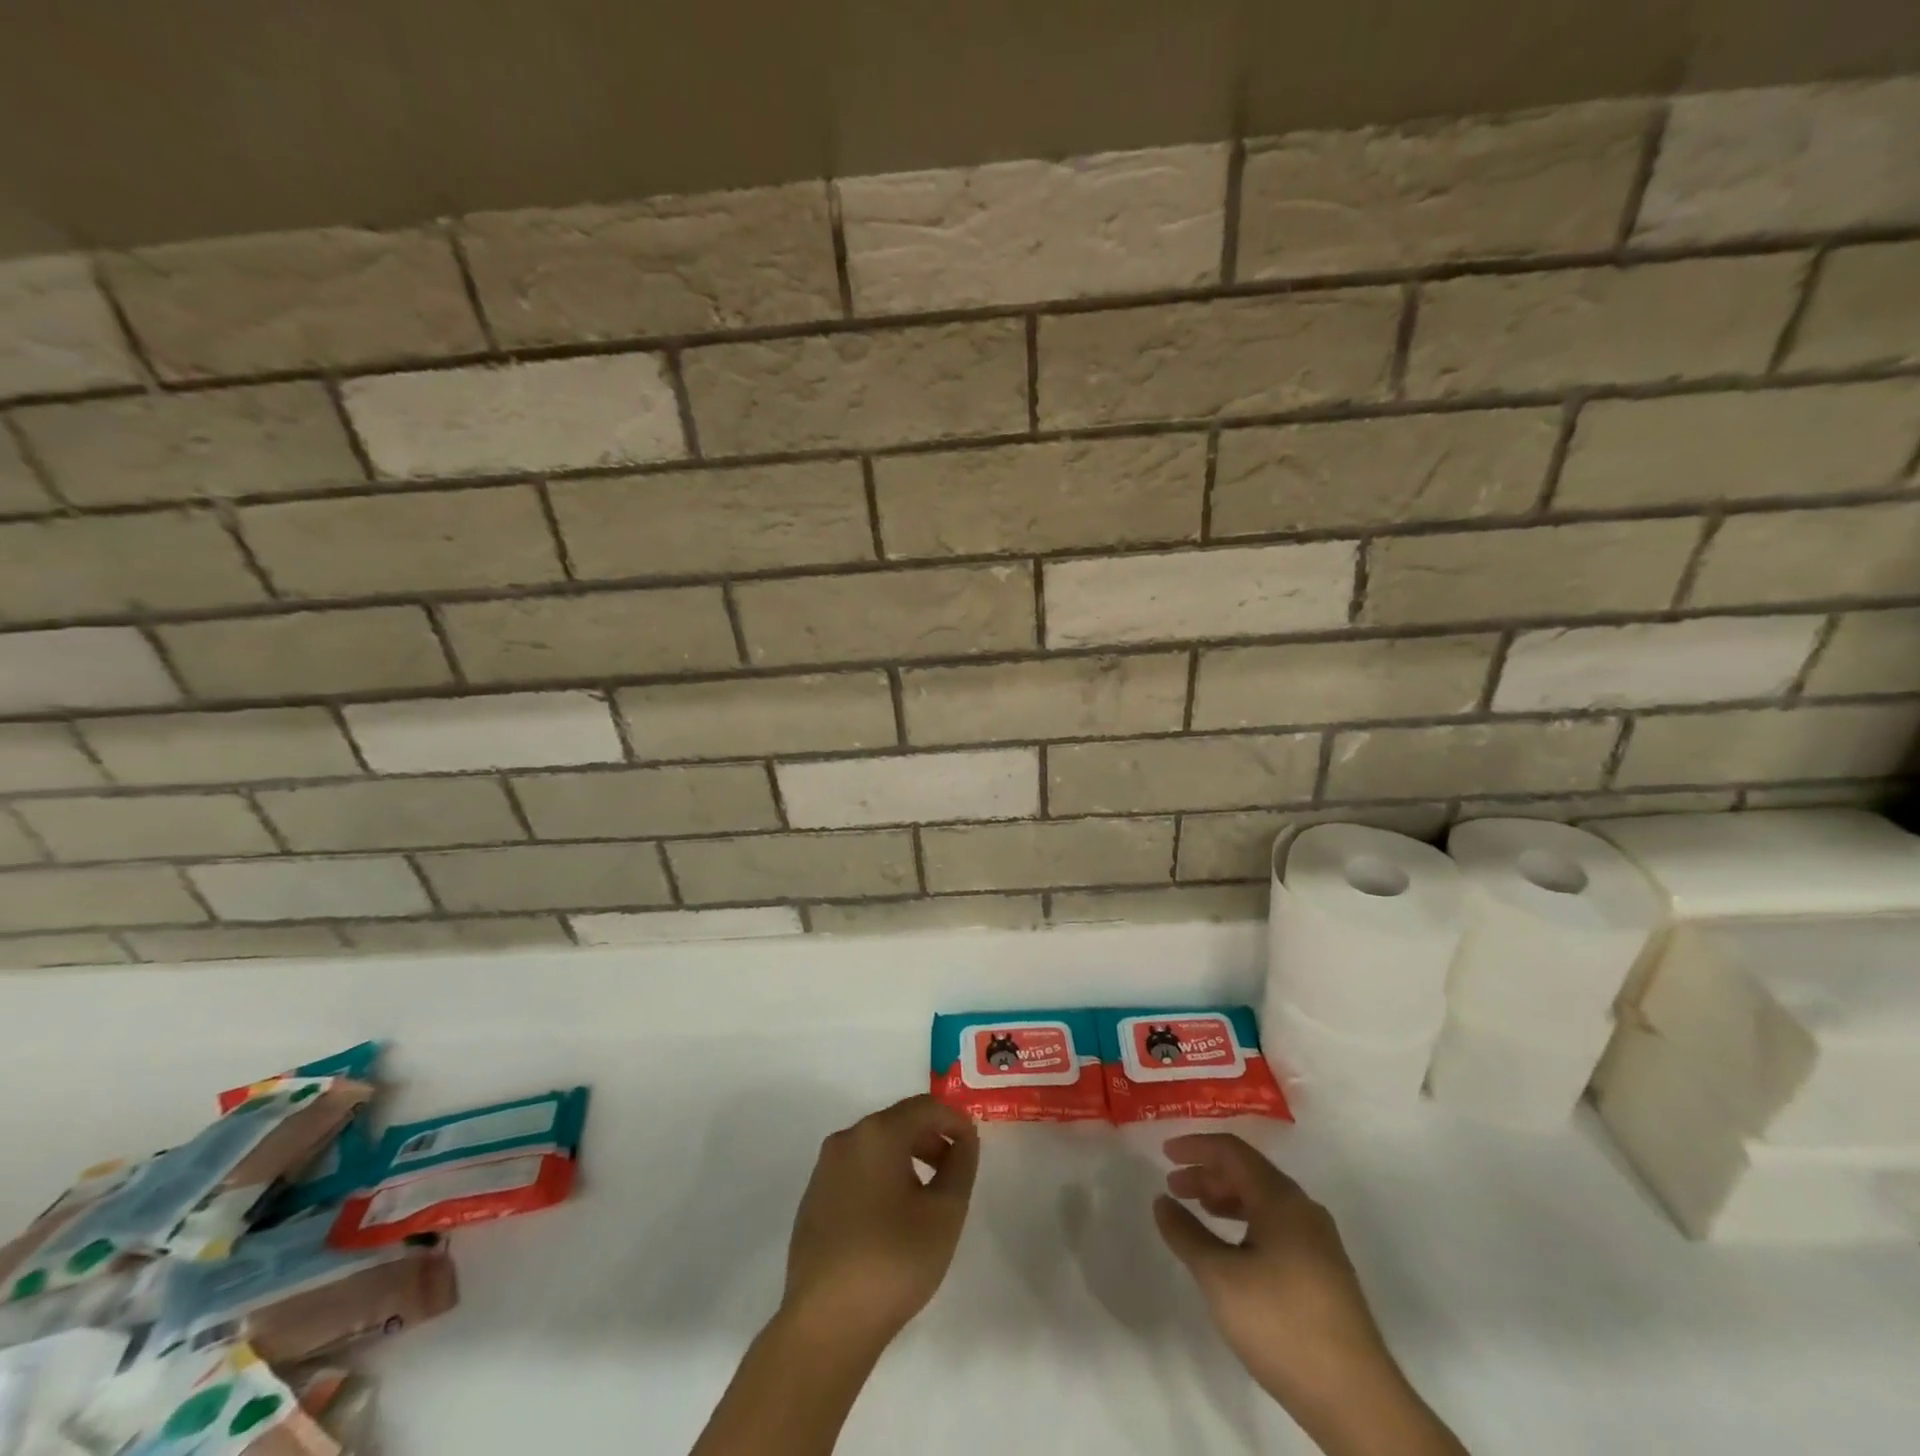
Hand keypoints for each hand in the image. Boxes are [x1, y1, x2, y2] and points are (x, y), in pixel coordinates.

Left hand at [779, 1094, 979, 1357]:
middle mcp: (846, 1139)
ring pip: (875, 1147)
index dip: (954, 1120)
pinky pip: (856, 1171)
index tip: (974, 1146)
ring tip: (927, 1196)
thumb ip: (961, 1165)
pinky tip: (892, 1218)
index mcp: (877, 1133)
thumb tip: (963, 1139)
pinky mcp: (813, 1199)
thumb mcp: (945, 1212)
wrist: (826, 1324)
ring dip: (906, 1159)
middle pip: (898, 1123)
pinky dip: (881, 1178)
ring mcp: (824, 1169)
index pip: (925, 1107)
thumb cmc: (894, 1261)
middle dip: (931, 1139)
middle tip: (954, 1171)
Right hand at [1153, 1134, 1412, 1435]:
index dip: (1196, 1146)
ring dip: (1227, 1200)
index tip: (1165, 1153)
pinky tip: (1233, 1252)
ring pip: (1264, 1202)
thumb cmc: (1281, 1324)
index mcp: (1281, 1198)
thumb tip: (1162, 1201)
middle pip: (1249, 1173)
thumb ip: (1186, 1234)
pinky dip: (1246, 1224)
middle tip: (1174, 1186)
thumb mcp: (1220, 1277)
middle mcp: (1303, 1210)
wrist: (1357, 1401)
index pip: (1232, 1151)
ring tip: (1198, 1213)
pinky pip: (1277, 1227)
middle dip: (1208, 1174)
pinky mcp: (1326, 1274)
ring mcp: (1319, 1243)